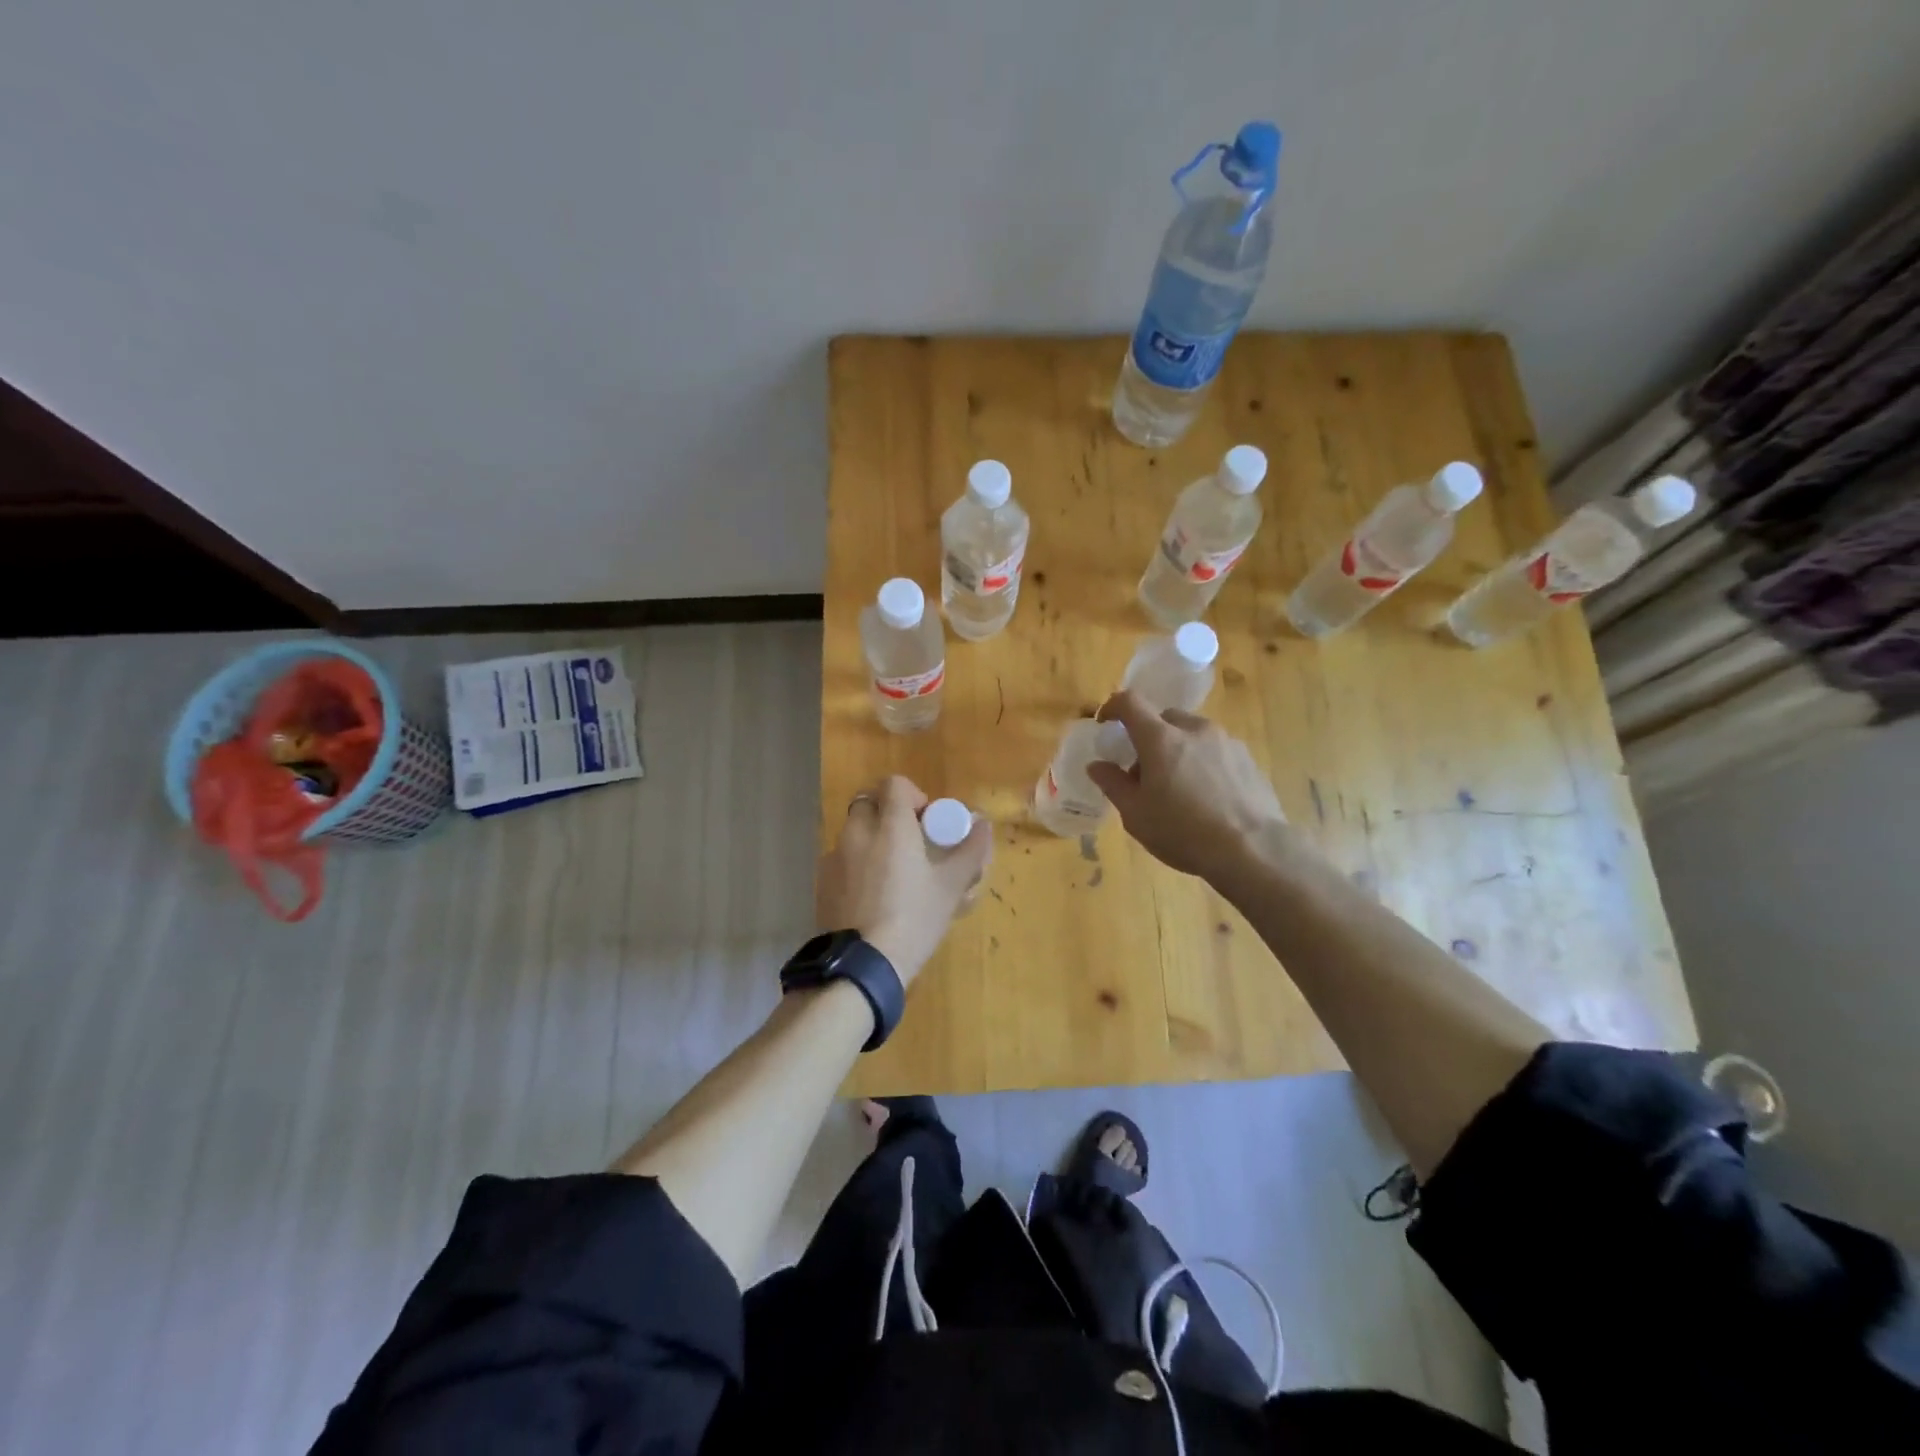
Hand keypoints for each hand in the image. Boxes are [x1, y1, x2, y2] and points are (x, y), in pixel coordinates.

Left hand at [815, 775, 992, 986]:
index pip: (894, 784)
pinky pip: (841, 861)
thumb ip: (970, 850)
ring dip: (871, 840)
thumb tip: (983, 824)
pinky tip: (871, 897)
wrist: (862, 965)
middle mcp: (857, 833)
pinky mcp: (822, 884)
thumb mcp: (951, 887)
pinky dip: (856, 866)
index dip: (913, 795)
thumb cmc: (914, 919)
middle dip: (888, 814)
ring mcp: (834, 858)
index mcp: (890, 827)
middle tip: (910, 844)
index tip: (927, 822)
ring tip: (892, 875)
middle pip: (869, 803)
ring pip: (853, 833)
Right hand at [1085, 690, 1290, 885]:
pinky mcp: (1248, 758)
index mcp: (1161, 738)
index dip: (1112, 707)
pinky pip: (1215, 749)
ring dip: (1177, 748)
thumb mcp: (1136, 815)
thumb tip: (1097, 765)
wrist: (1254, 850)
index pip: (1130, 702)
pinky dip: (1202, 761)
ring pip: (1192, 733)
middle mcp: (1194, 729)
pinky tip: (1207, 796)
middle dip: (1148, 736)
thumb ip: (1113, 784)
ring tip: (1178, 786)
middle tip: (1143, 771)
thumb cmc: (1184, 832)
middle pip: (1163, 718)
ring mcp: (1226, 741)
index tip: (1105, 724)